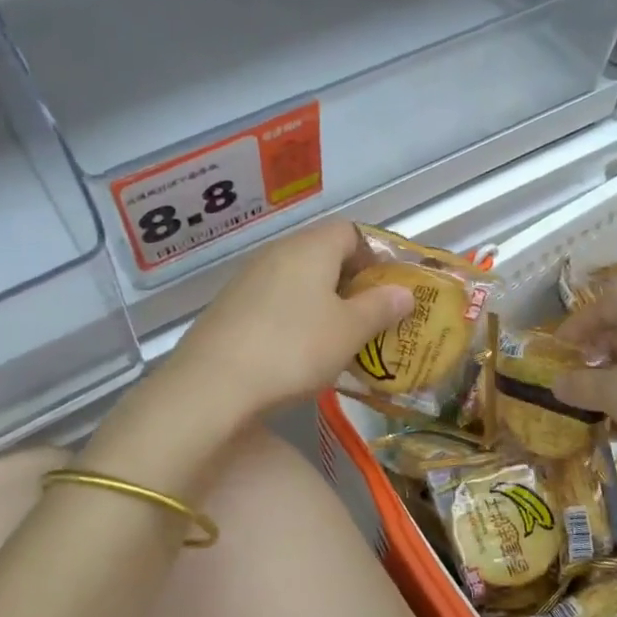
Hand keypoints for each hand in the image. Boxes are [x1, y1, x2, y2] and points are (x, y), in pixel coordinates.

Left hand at [158, 219, 414, 423]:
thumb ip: (380, 308)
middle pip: (323, 253)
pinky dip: (294, 315)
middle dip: (351, 282)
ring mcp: (248, 277)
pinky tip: (298, 349)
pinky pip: (274, 299)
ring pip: (298, 278)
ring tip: (338, 337)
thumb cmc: (294, 348)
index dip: (375, 256)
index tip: (389, 289)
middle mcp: (277, 251)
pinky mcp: (230, 305)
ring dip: (322, 301)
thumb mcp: (349, 331)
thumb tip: (404, 292)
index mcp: (311, 247)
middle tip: (370, 317)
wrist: (212, 384)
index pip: (351, 232)